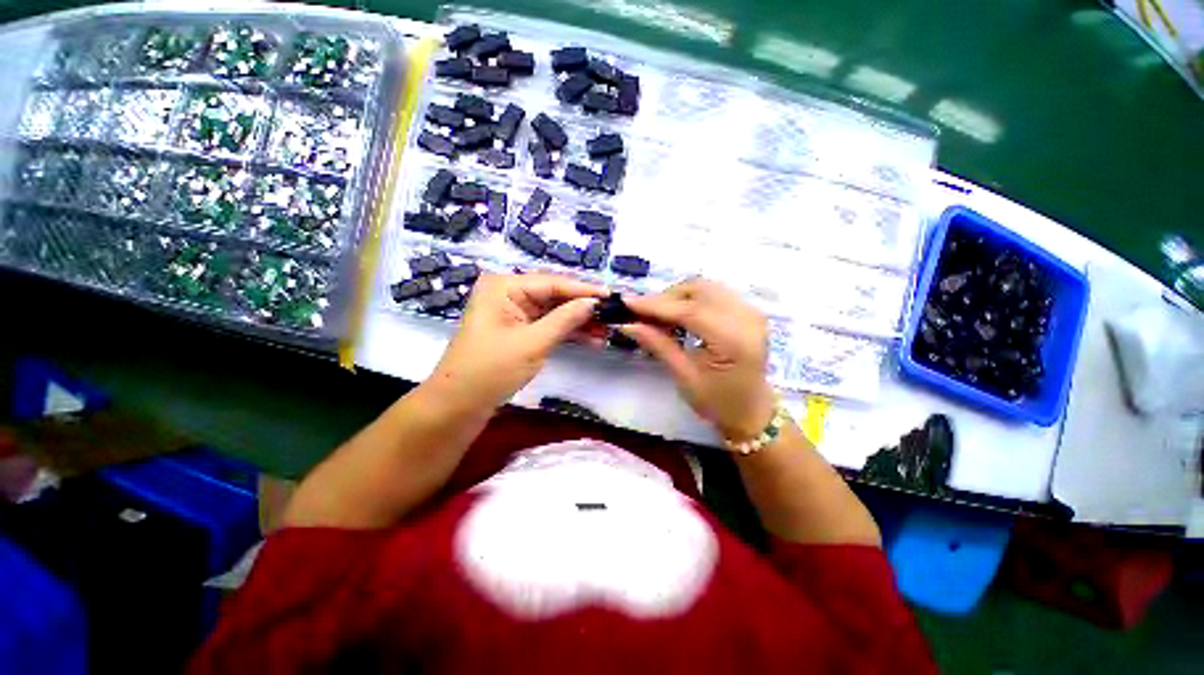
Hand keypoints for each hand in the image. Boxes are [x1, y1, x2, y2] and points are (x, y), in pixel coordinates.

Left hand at [428, 272, 607, 411]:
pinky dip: (563, 332)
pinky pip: (542, 325)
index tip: (614, 295)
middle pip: (552, 294)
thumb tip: (594, 302)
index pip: (551, 282)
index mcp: (503, 286)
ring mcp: (507, 313)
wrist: (457, 404)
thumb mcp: (532, 344)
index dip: (584, 290)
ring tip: (608, 331)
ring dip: (576, 322)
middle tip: (615, 315)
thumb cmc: (490, 370)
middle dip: (582, 306)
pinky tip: (589, 339)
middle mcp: (505, 293)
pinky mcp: (511, 332)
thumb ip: (565, 320)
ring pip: (550, 311)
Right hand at [621, 278, 776, 440]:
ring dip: (680, 295)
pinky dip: (695, 298)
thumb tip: (629, 324)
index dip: (657, 304)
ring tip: (659, 314)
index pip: (691, 310)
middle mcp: (747, 318)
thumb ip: (660, 346)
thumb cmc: (719, 403)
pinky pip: (717, 293)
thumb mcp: (686, 378)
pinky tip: (681, 314)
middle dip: (667, 297)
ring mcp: (752, 312)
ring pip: (708, 287)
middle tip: (642, 312)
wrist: (752, 410)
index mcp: (733, 340)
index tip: (627, 302)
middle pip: (700, 290)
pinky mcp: (750, 311)